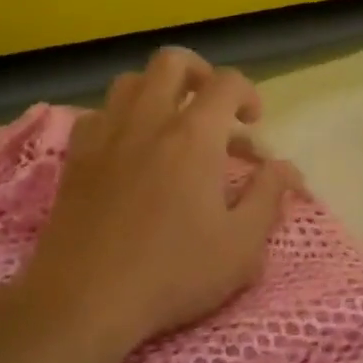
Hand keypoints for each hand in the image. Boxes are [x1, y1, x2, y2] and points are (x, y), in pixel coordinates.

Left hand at [26, 48, 300, 353]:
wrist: (83, 301)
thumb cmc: (171, 274)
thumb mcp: (241, 247)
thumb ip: (268, 197)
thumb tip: (285, 167)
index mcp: (194, 135)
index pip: (227, 82)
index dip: (248, 93)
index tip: (253, 123)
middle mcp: (149, 120)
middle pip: (172, 62)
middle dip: (200, 73)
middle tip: (212, 106)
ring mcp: (107, 134)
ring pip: (131, 81)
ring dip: (157, 90)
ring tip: (171, 122)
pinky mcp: (77, 157)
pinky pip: (99, 113)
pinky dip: (120, 117)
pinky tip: (129, 148)